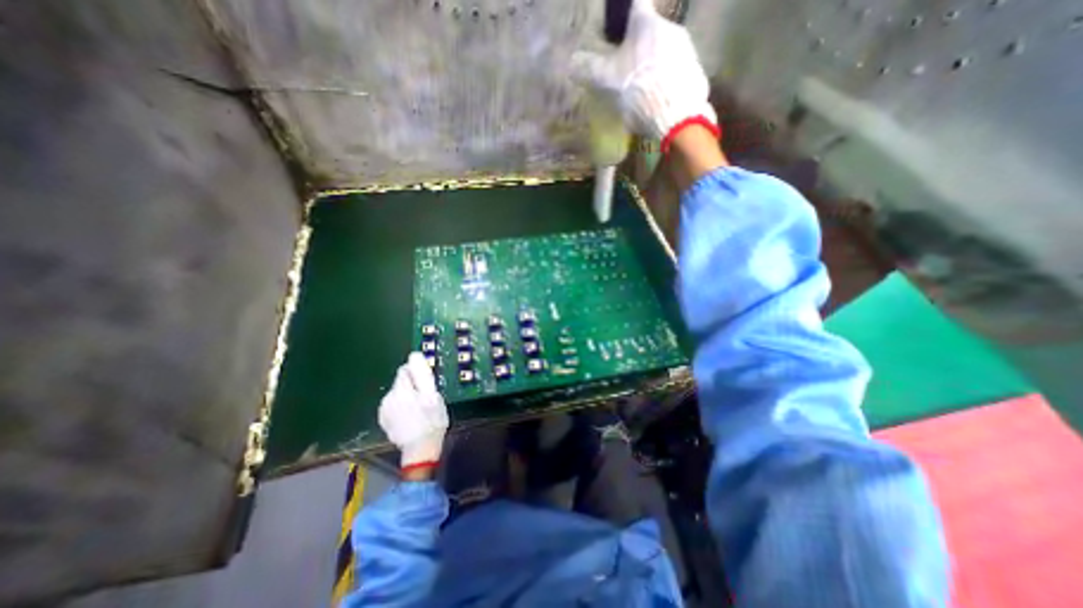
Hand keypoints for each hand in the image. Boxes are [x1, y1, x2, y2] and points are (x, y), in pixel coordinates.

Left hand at [376, 352, 451, 475]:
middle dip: (413, 386)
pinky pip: (395, 406)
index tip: (427, 385)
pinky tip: (411, 417)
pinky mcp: (385, 420)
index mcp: (400, 390)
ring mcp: (384, 410)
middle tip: (426, 399)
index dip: (418, 374)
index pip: (405, 369)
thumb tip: (414, 355)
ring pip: (399, 394)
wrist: (420, 450)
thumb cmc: (431, 421)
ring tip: (420, 409)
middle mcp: (388, 398)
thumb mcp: (432, 395)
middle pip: (402, 382)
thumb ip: (422, 374)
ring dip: (408, 397)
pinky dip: (402, 408)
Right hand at [571, 1, 715, 146]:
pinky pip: (677, 69)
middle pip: (651, 31)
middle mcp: (669, 28)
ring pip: (664, 51)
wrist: (673, 114)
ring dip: (654, 64)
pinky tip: (659, 98)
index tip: (619, 27)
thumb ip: (590, 68)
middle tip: (627, 69)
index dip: (626, 14)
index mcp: (646, 24)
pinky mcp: (695, 69)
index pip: (636, 4)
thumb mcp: (608, 80)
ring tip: (644, 89)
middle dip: (639, 46)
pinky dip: (666, 79)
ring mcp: (686, 48)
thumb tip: (572, 62)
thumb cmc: (637, 89)